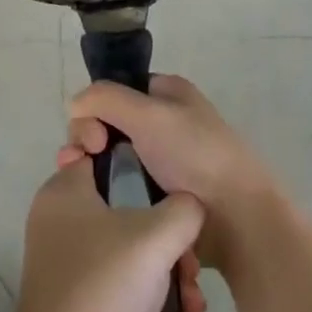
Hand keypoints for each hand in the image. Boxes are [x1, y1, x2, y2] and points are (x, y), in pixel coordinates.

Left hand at [7, 159, 204, 311]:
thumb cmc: (104, 285)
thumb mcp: (156, 237)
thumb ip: (183, 209)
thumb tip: (189, 206)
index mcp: (65, 189)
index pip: (106, 157)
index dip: (144, 169)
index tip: (175, 196)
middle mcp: (58, 216)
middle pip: (126, 208)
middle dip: (168, 238)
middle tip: (189, 267)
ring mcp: (63, 256)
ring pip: (126, 246)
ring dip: (164, 270)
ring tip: (190, 301)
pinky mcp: (71, 291)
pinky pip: (116, 276)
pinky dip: (145, 291)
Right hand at [65, 75, 279, 268]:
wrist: (238, 220)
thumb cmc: (196, 157)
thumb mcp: (149, 114)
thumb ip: (104, 98)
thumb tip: (73, 105)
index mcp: (168, 94)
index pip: (115, 91)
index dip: (95, 109)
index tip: (94, 137)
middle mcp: (164, 121)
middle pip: (108, 123)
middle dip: (87, 140)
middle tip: (86, 161)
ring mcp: (163, 160)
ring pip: (112, 156)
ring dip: (92, 168)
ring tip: (84, 188)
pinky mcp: (161, 194)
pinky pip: (123, 185)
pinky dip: (107, 191)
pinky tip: (98, 204)